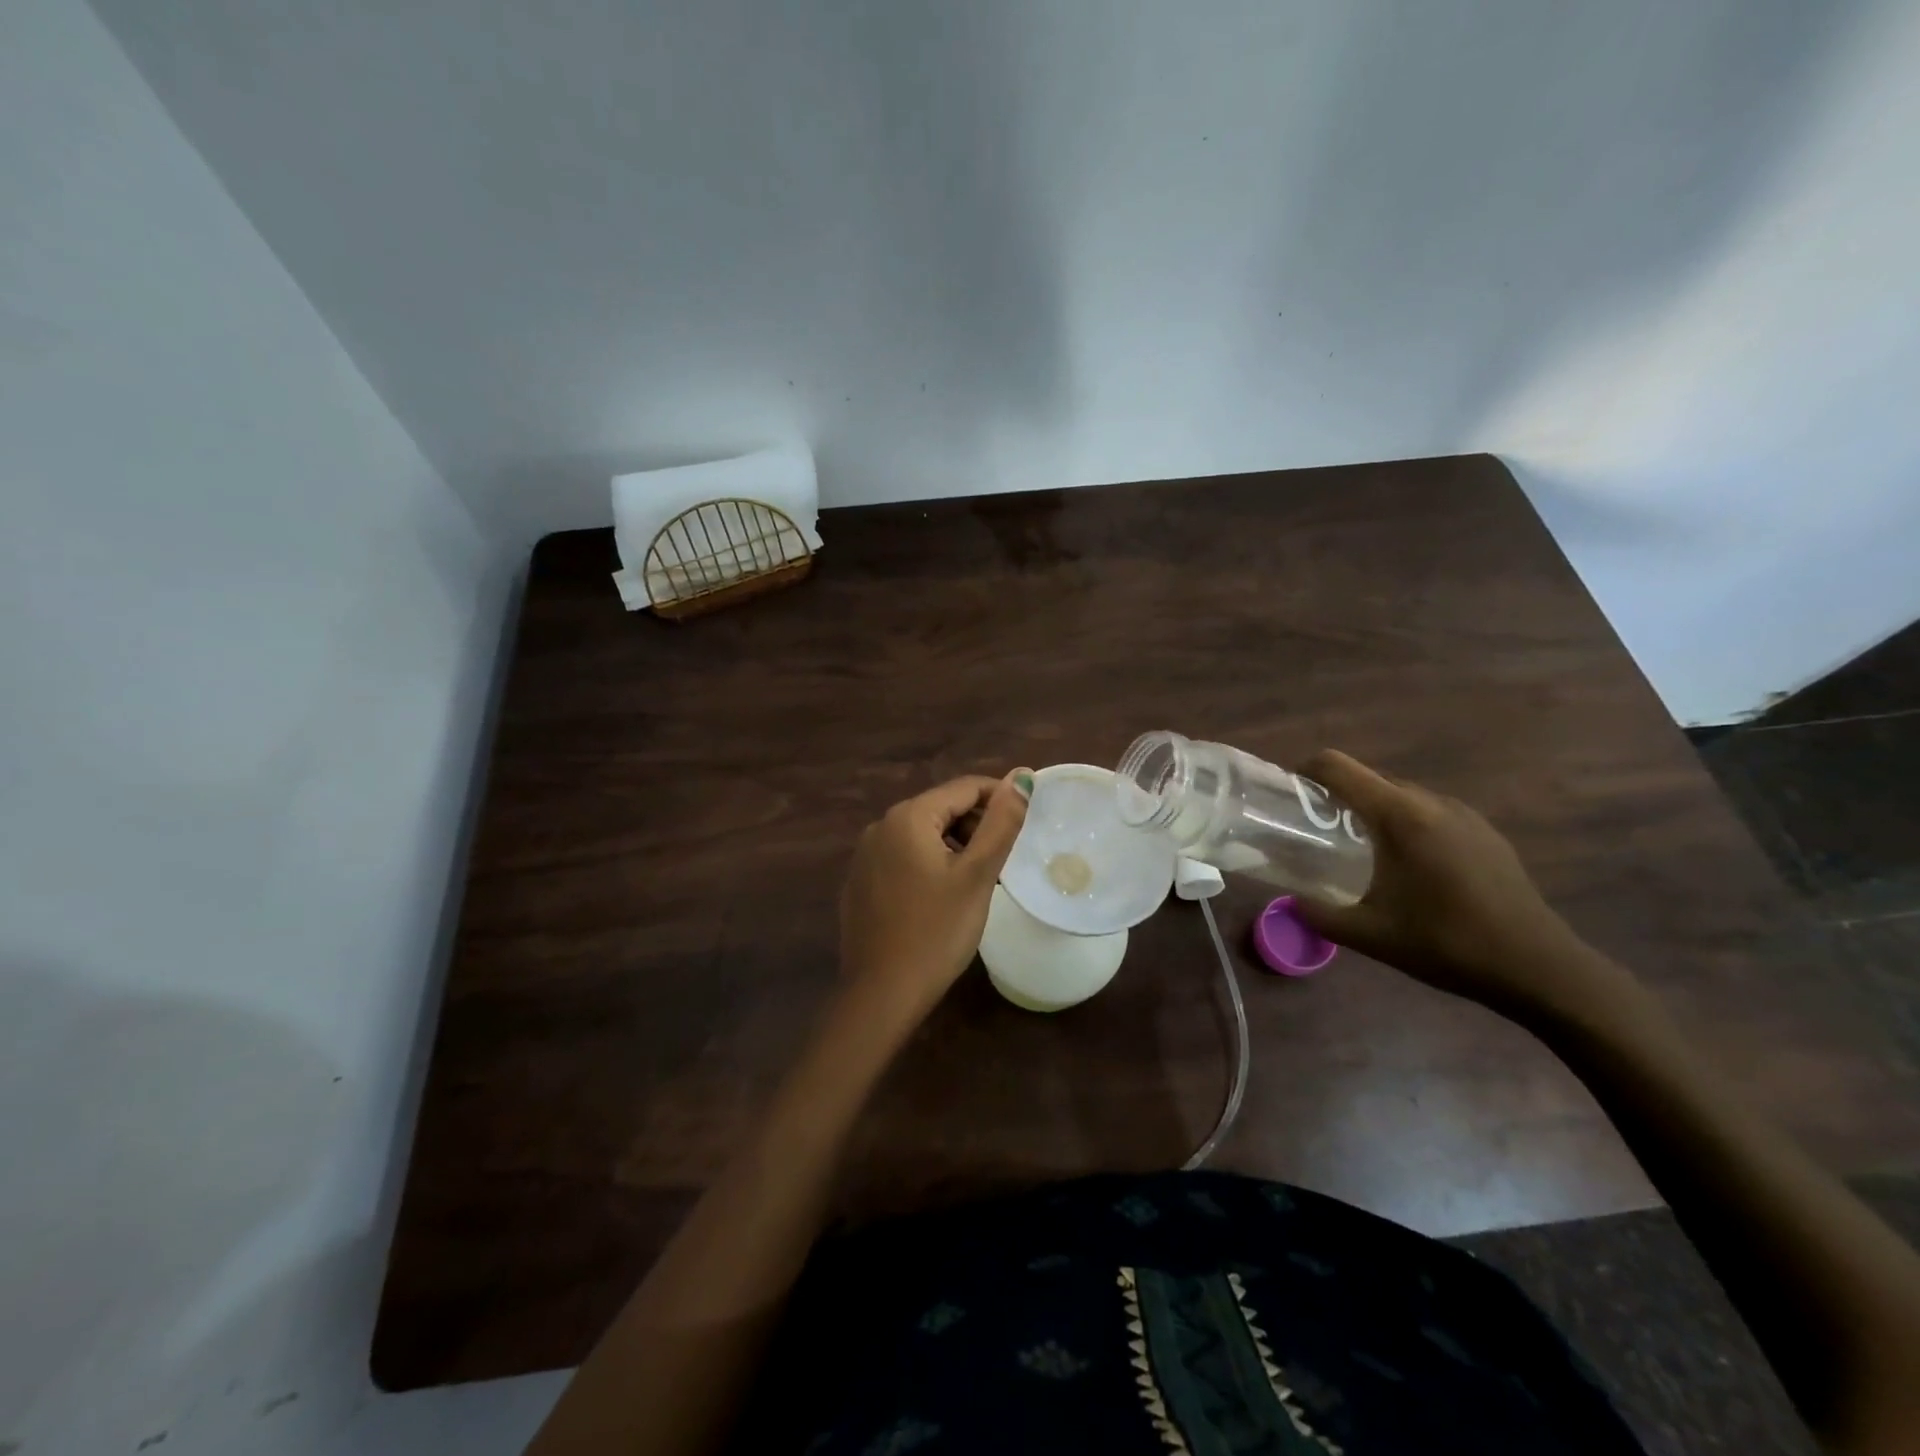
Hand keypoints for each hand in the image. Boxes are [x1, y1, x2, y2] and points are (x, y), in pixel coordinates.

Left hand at [838, 770, 1031, 1025]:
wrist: (882, 993)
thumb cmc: (937, 931)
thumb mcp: (977, 875)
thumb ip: (1001, 822)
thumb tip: (1022, 776)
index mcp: (908, 817)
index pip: (964, 787)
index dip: (1000, 799)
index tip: (1025, 824)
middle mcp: (880, 826)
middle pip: (941, 808)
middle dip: (976, 826)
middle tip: (1003, 861)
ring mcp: (865, 855)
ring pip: (923, 834)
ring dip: (955, 846)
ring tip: (978, 881)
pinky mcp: (861, 882)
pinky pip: (903, 858)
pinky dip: (929, 864)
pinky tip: (942, 898)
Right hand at [1293, 751, 1626, 1021]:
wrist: (1539, 968)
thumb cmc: (1448, 944)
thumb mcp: (1370, 935)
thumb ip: (1319, 914)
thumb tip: (1289, 902)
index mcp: (1400, 815)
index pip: (1338, 767)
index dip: (1305, 771)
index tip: (1288, 795)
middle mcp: (1431, 801)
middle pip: (1368, 778)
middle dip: (1336, 796)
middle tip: (1317, 831)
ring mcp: (1464, 814)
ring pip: (1401, 795)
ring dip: (1373, 810)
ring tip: (1360, 849)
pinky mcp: (1485, 832)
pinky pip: (1430, 812)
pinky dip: (1406, 824)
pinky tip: (1409, 867)